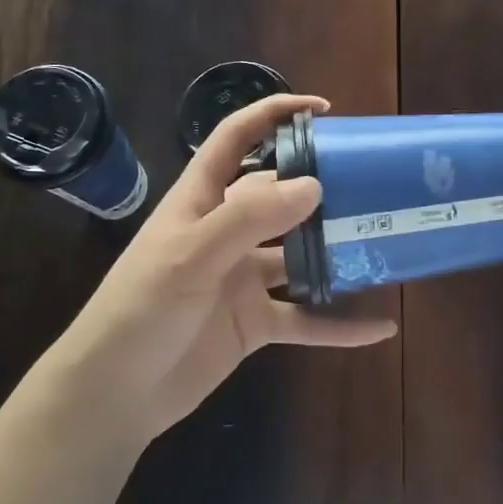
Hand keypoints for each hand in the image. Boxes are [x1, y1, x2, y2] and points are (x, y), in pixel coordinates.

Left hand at [36, 94, 397, 443]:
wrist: (115, 392)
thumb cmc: (141, 309)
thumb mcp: (191, 255)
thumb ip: (250, 219)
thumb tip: (314, 185)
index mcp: (201, 201)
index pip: (236, 141)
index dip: (273, 116)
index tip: (322, 110)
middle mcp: (226, 233)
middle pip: (279, 198)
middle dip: (321, 188)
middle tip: (374, 184)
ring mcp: (243, 280)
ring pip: (300, 258)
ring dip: (337, 254)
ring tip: (387, 243)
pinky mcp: (255, 324)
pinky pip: (307, 320)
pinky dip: (340, 326)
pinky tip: (380, 326)